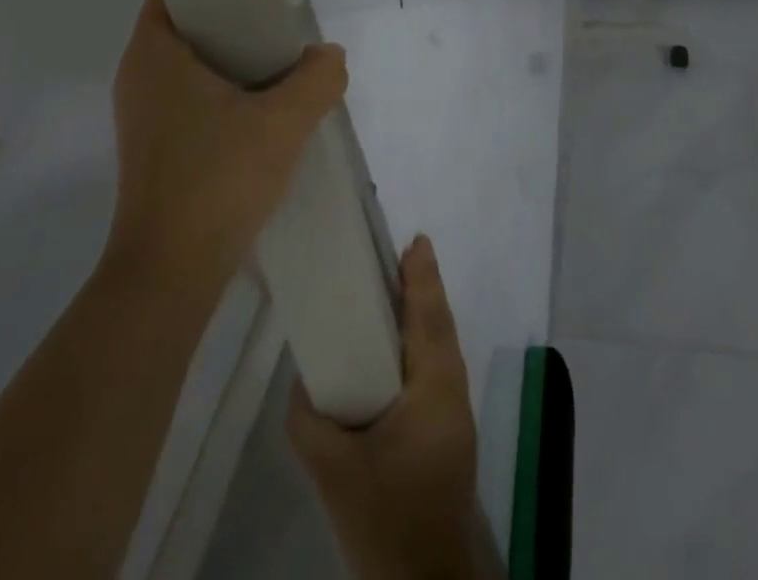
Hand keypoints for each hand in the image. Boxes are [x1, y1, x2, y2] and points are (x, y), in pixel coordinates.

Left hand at [105, 0, 346, 298]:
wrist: (172, 274)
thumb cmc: (218, 179)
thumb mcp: (284, 122)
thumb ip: (317, 78)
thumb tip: (329, 56)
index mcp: (153, 55)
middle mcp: (138, 78)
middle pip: (189, 29)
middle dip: (235, 23)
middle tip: (281, 27)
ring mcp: (143, 118)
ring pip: (193, 69)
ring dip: (234, 64)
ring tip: (281, 67)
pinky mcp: (155, 150)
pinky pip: (191, 102)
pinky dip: (224, 97)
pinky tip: (263, 113)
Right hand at [288, 237, 483, 579]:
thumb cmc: (386, 517)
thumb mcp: (335, 471)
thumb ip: (309, 419)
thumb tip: (302, 379)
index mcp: (435, 390)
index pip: (430, 317)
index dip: (423, 277)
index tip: (416, 240)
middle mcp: (453, 392)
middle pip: (440, 325)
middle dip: (422, 287)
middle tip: (398, 254)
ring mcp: (455, 414)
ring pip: (441, 347)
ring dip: (422, 314)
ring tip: (393, 289)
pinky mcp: (449, 432)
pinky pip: (436, 368)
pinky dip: (420, 343)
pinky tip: (395, 347)